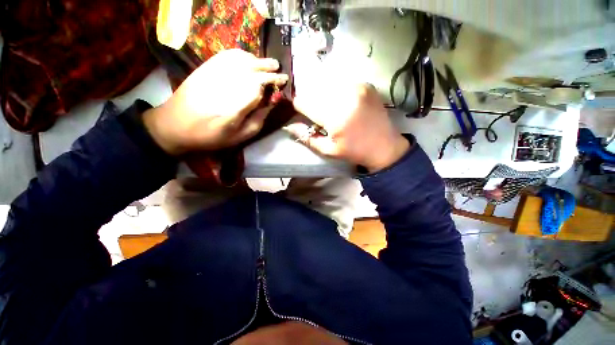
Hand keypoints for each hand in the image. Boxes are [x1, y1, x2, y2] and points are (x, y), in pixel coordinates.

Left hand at [143, 49, 288, 154]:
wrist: (175, 125)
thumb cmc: (211, 136)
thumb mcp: (240, 136)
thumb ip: (258, 119)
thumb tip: (271, 102)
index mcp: (234, 108)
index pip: (258, 87)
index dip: (273, 82)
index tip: (283, 81)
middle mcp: (224, 87)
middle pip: (251, 70)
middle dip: (269, 69)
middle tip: (280, 71)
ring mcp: (212, 74)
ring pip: (240, 60)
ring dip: (258, 60)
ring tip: (269, 64)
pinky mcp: (204, 68)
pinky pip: (226, 56)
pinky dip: (241, 54)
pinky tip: (249, 58)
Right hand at [286, 83, 409, 172]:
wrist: (385, 146)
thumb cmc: (355, 151)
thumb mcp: (329, 150)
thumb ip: (307, 137)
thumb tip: (289, 127)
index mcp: (335, 117)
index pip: (305, 102)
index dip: (299, 106)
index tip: (301, 112)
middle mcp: (345, 97)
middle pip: (315, 90)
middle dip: (312, 101)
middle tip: (318, 113)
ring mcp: (357, 88)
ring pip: (328, 84)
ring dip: (324, 95)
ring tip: (331, 108)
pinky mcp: (366, 84)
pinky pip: (343, 83)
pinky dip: (338, 91)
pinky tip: (343, 103)